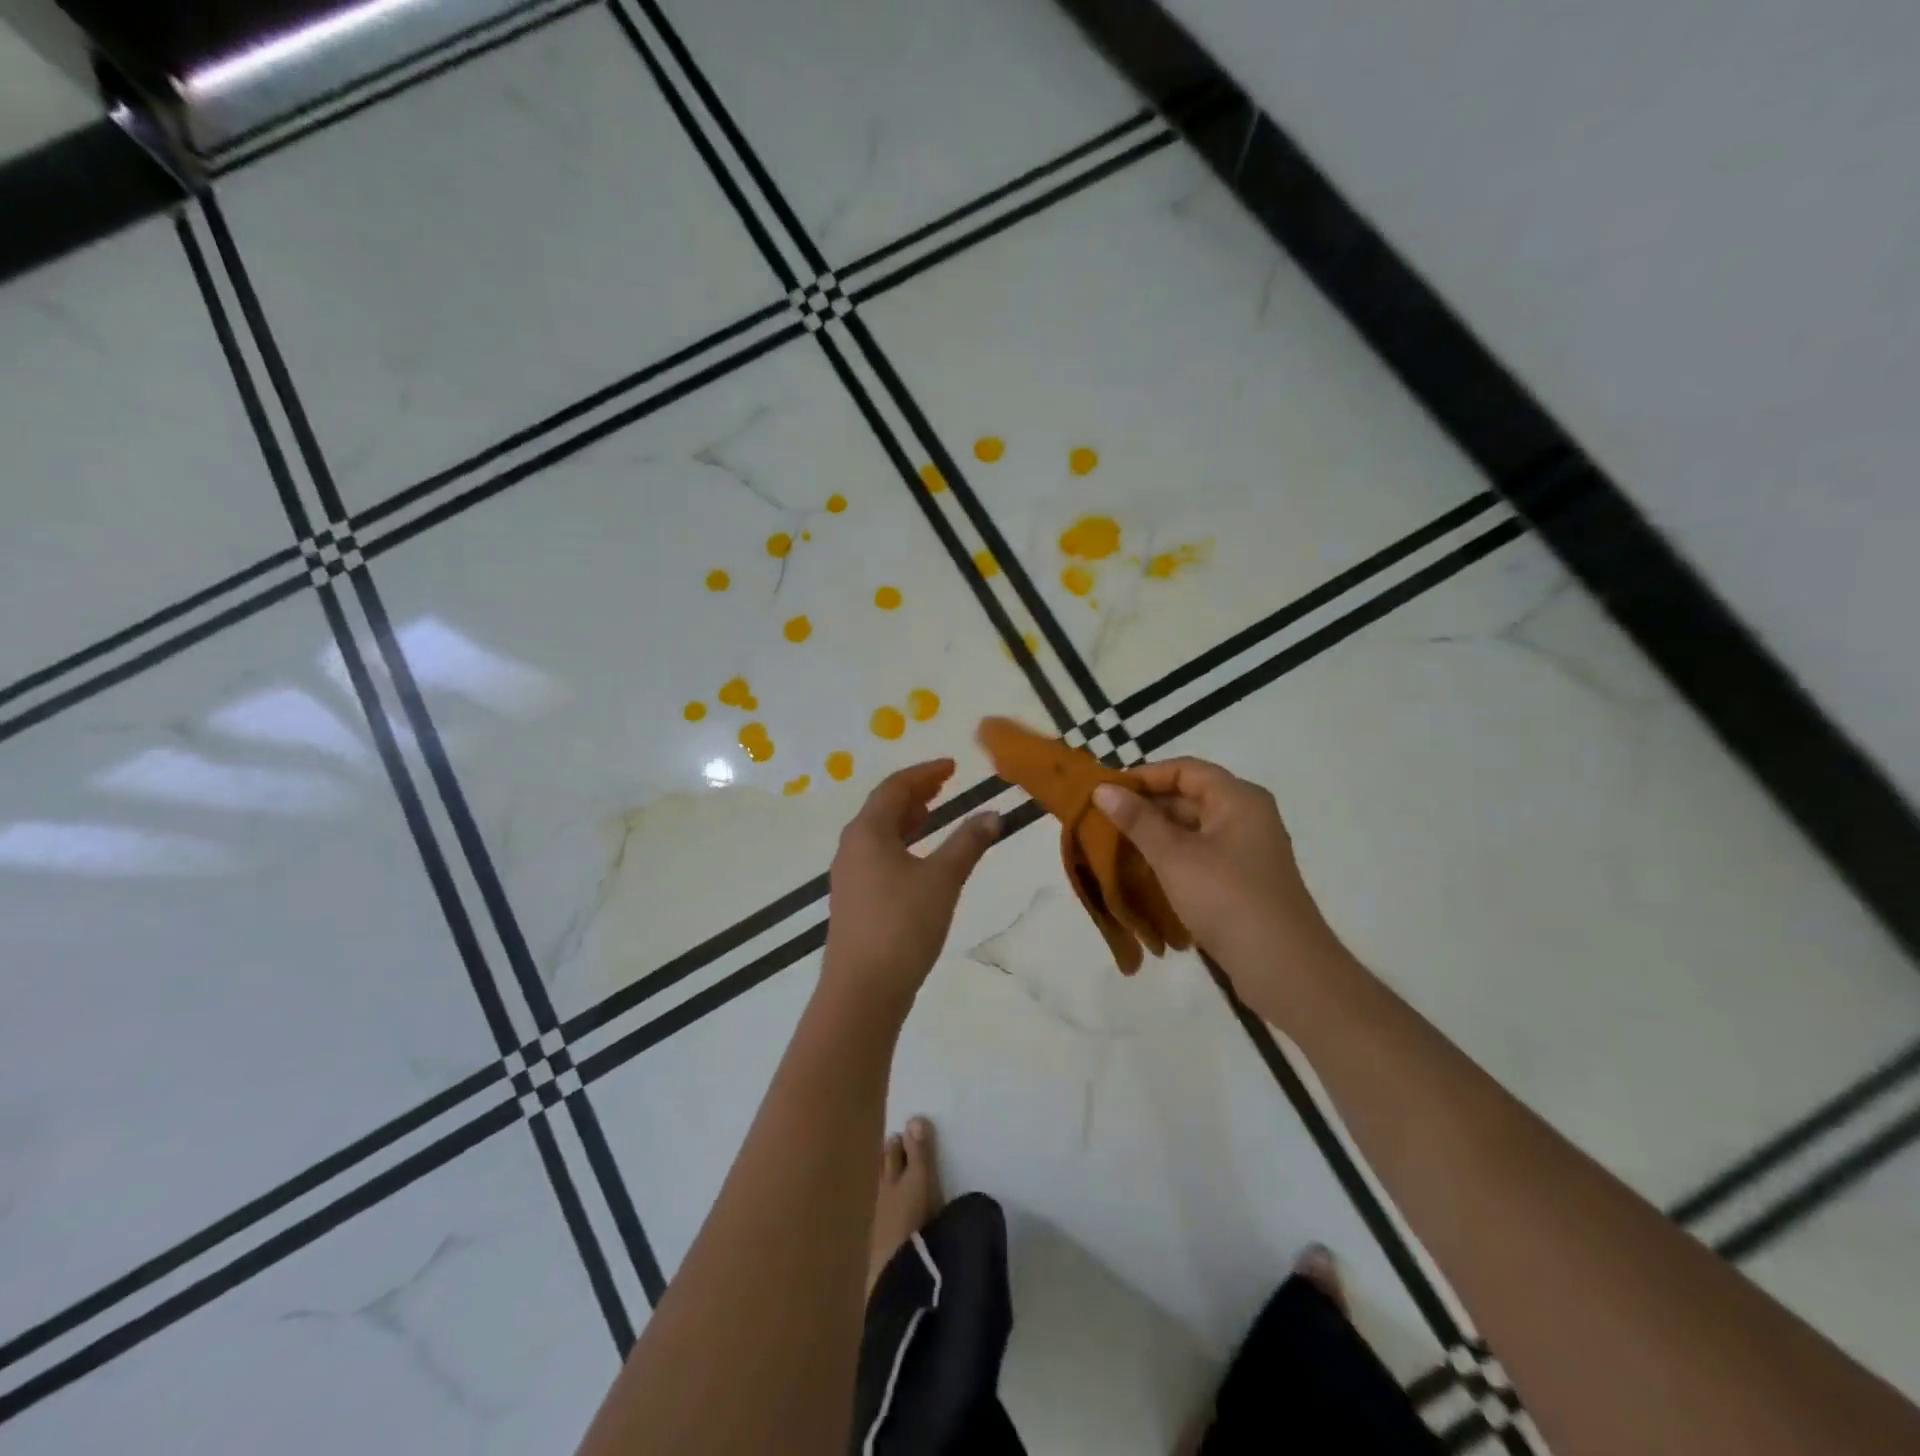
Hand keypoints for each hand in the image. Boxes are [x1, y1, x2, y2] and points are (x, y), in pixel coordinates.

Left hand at [823, 760, 999, 1013]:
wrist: (862, 989)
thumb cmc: (902, 925)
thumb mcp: (943, 879)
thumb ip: (968, 843)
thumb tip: (992, 814)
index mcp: (867, 831)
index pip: (895, 788)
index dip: (925, 773)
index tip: (952, 766)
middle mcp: (852, 847)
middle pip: (883, 807)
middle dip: (915, 792)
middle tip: (944, 785)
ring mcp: (849, 875)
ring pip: (879, 833)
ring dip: (907, 818)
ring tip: (933, 813)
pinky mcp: (853, 900)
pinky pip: (877, 855)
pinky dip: (901, 843)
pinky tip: (919, 858)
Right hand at [1092, 758, 1350, 1021]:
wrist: (1284, 968)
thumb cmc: (1227, 899)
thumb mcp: (1174, 856)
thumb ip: (1138, 820)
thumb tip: (1103, 789)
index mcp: (1238, 799)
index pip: (1184, 770)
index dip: (1144, 776)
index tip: (1105, 792)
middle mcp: (1246, 817)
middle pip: (1189, 797)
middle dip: (1145, 808)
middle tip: (1102, 821)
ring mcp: (1246, 851)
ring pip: (1192, 829)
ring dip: (1154, 835)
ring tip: (1113, 846)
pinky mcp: (1241, 881)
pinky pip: (1199, 856)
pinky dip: (1170, 858)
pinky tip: (1141, 873)